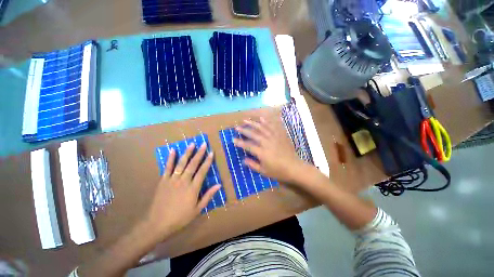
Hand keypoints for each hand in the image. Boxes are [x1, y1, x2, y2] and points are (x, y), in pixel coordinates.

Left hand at [145, 143, 220, 239]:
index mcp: (193, 188)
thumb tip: (219, 185)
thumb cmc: (180, 217)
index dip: (208, 161)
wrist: (158, 223)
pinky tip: (173, 150)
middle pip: (193, 164)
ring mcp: (173, 179)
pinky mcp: (163, 181)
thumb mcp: (197, 209)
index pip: (202, 171)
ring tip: (192, 144)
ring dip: (187, 153)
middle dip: (199, 153)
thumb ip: (208, 196)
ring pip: (181, 163)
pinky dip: (170, 159)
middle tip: (204, 144)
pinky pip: (167, 168)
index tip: (211, 153)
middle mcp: (184, 181)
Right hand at [233, 118, 306, 183]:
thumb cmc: (278, 171)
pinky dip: (267, 122)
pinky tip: (262, 118)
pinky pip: (273, 127)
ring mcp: (274, 137)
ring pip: (261, 128)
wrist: (294, 167)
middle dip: (244, 130)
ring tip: (246, 120)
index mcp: (262, 152)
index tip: (233, 139)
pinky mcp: (280, 135)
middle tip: (237, 127)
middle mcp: (266, 142)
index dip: (240, 143)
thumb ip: (253, 165)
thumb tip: (243, 159)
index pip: (248, 146)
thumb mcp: (264, 171)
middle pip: (253, 134)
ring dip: (253, 123)